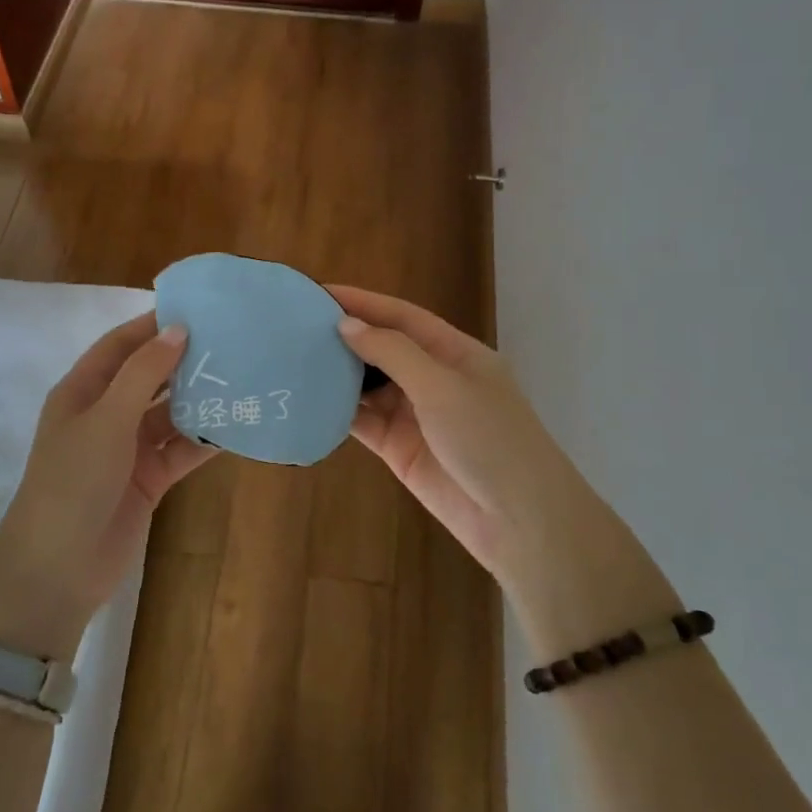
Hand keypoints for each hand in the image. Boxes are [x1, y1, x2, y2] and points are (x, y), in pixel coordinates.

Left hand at [0, 313, 215, 660]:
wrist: (59, 568)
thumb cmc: (73, 481)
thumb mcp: (106, 419)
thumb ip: (143, 373)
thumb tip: (178, 329)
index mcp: (82, 392)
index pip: (120, 346)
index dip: (152, 326)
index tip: (197, 309)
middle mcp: (105, 415)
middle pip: (148, 378)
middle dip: (183, 361)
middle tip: (230, 343)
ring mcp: (127, 449)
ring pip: (169, 414)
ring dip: (199, 400)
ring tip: (242, 379)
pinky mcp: (148, 480)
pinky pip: (180, 450)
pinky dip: (204, 440)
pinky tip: (236, 427)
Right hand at [331, 287, 676, 654]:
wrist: (518, 520)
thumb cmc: (489, 439)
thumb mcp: (443, 386)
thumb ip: (393, 353)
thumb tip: (347, 325)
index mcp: (454, 352)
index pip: (401, 316)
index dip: (362, 301)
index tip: (318, 291)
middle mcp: (433, 378)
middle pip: (382, 348)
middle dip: (344, 335)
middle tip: (295, 325)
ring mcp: (415, 415)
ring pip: (368, 385)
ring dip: (337, 373)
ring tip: (293, 358)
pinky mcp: (399, 448)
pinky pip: (362, 421)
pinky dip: (337, 411)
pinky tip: (308, 399)